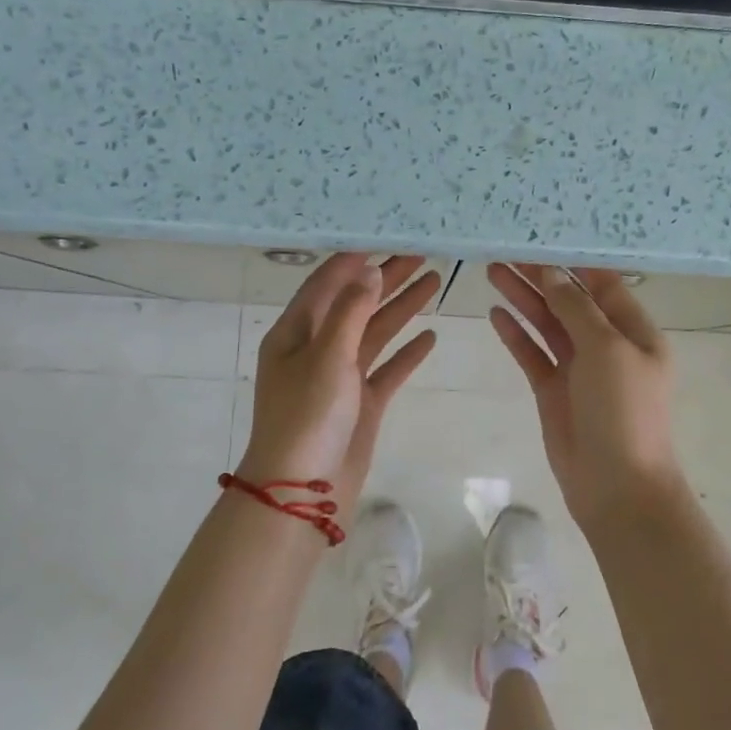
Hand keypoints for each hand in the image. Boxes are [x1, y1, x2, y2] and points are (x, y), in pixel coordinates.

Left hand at [237, 254, 439, 527]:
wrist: (302, 493)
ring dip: (401, 308)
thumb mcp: (327, 357)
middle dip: (386, 278)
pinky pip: (387, 370)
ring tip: (434, 280)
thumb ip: (351, 312)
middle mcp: (316, 349)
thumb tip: (369, 271)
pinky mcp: (361, 404)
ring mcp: (340, 378)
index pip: (326, 283)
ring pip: (375, 333)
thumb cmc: (306, 418)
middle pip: (356, 303)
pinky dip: (407, 353)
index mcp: (295, 333)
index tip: (386, 236)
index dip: (355, 259)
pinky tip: (430, 337)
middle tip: (422, 253)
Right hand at [487, 264, 682, 529]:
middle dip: (540, 276)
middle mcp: (607, 345)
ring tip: (492, 270)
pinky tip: (494, 314)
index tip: (542, 236)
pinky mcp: (553, 391)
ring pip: (547, 324)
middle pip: (569, 301)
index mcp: (634, 332)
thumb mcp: (606, 350)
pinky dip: (515, 334)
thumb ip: (576, 309)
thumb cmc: (623, 411)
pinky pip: (532, 354)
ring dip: (523, 299)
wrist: (617, 486)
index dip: (574, 261)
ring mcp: (578, 369)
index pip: (603, 284)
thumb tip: (552, 274)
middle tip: (505, 250)